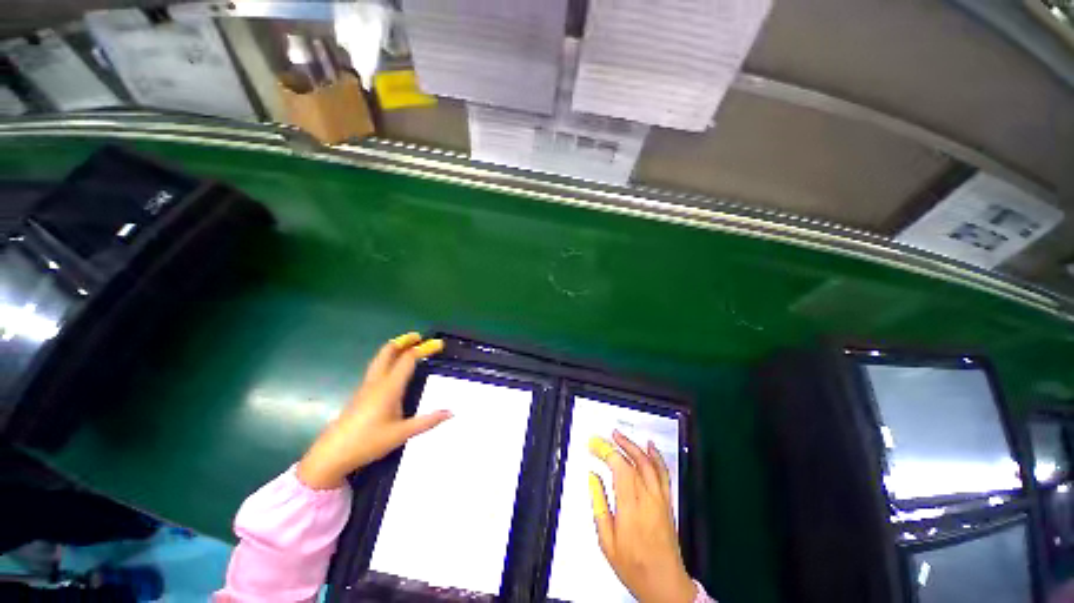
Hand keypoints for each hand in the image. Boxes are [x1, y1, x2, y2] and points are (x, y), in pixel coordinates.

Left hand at [297, 333, 450, 489]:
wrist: (330, 456)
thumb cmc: (367, 442)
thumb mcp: (401, 434)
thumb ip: (428, 421)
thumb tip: (451, 412)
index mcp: (389, 387)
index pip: (408, 359)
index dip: (424, 348)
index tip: (439, 343)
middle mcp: (376, 382)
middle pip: (388, 352)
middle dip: (404, 340)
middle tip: (419, 337)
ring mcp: (365, 387)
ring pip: (380, 359)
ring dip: (394, 348)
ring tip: (407, 347)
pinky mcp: (360, 394)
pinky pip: (376, 368)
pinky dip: (388, 359)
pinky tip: (393, 370)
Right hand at [589, 431, 695, 602]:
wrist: (665, 585)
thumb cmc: (633, 566)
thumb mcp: (607, 541)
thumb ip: (599, 504)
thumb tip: (593, 477)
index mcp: (630, 508)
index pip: (619, 467)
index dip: (605, 451)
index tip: (593, 445)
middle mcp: (648, 499)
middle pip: (633, 461)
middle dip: (615, 445)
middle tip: (602, 438)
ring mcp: (660, 499)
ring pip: (648, 463)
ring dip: (633, 445)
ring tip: (619, 435)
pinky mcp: (667, 501)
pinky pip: (663, 473)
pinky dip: (656, 456)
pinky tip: (649, 446)